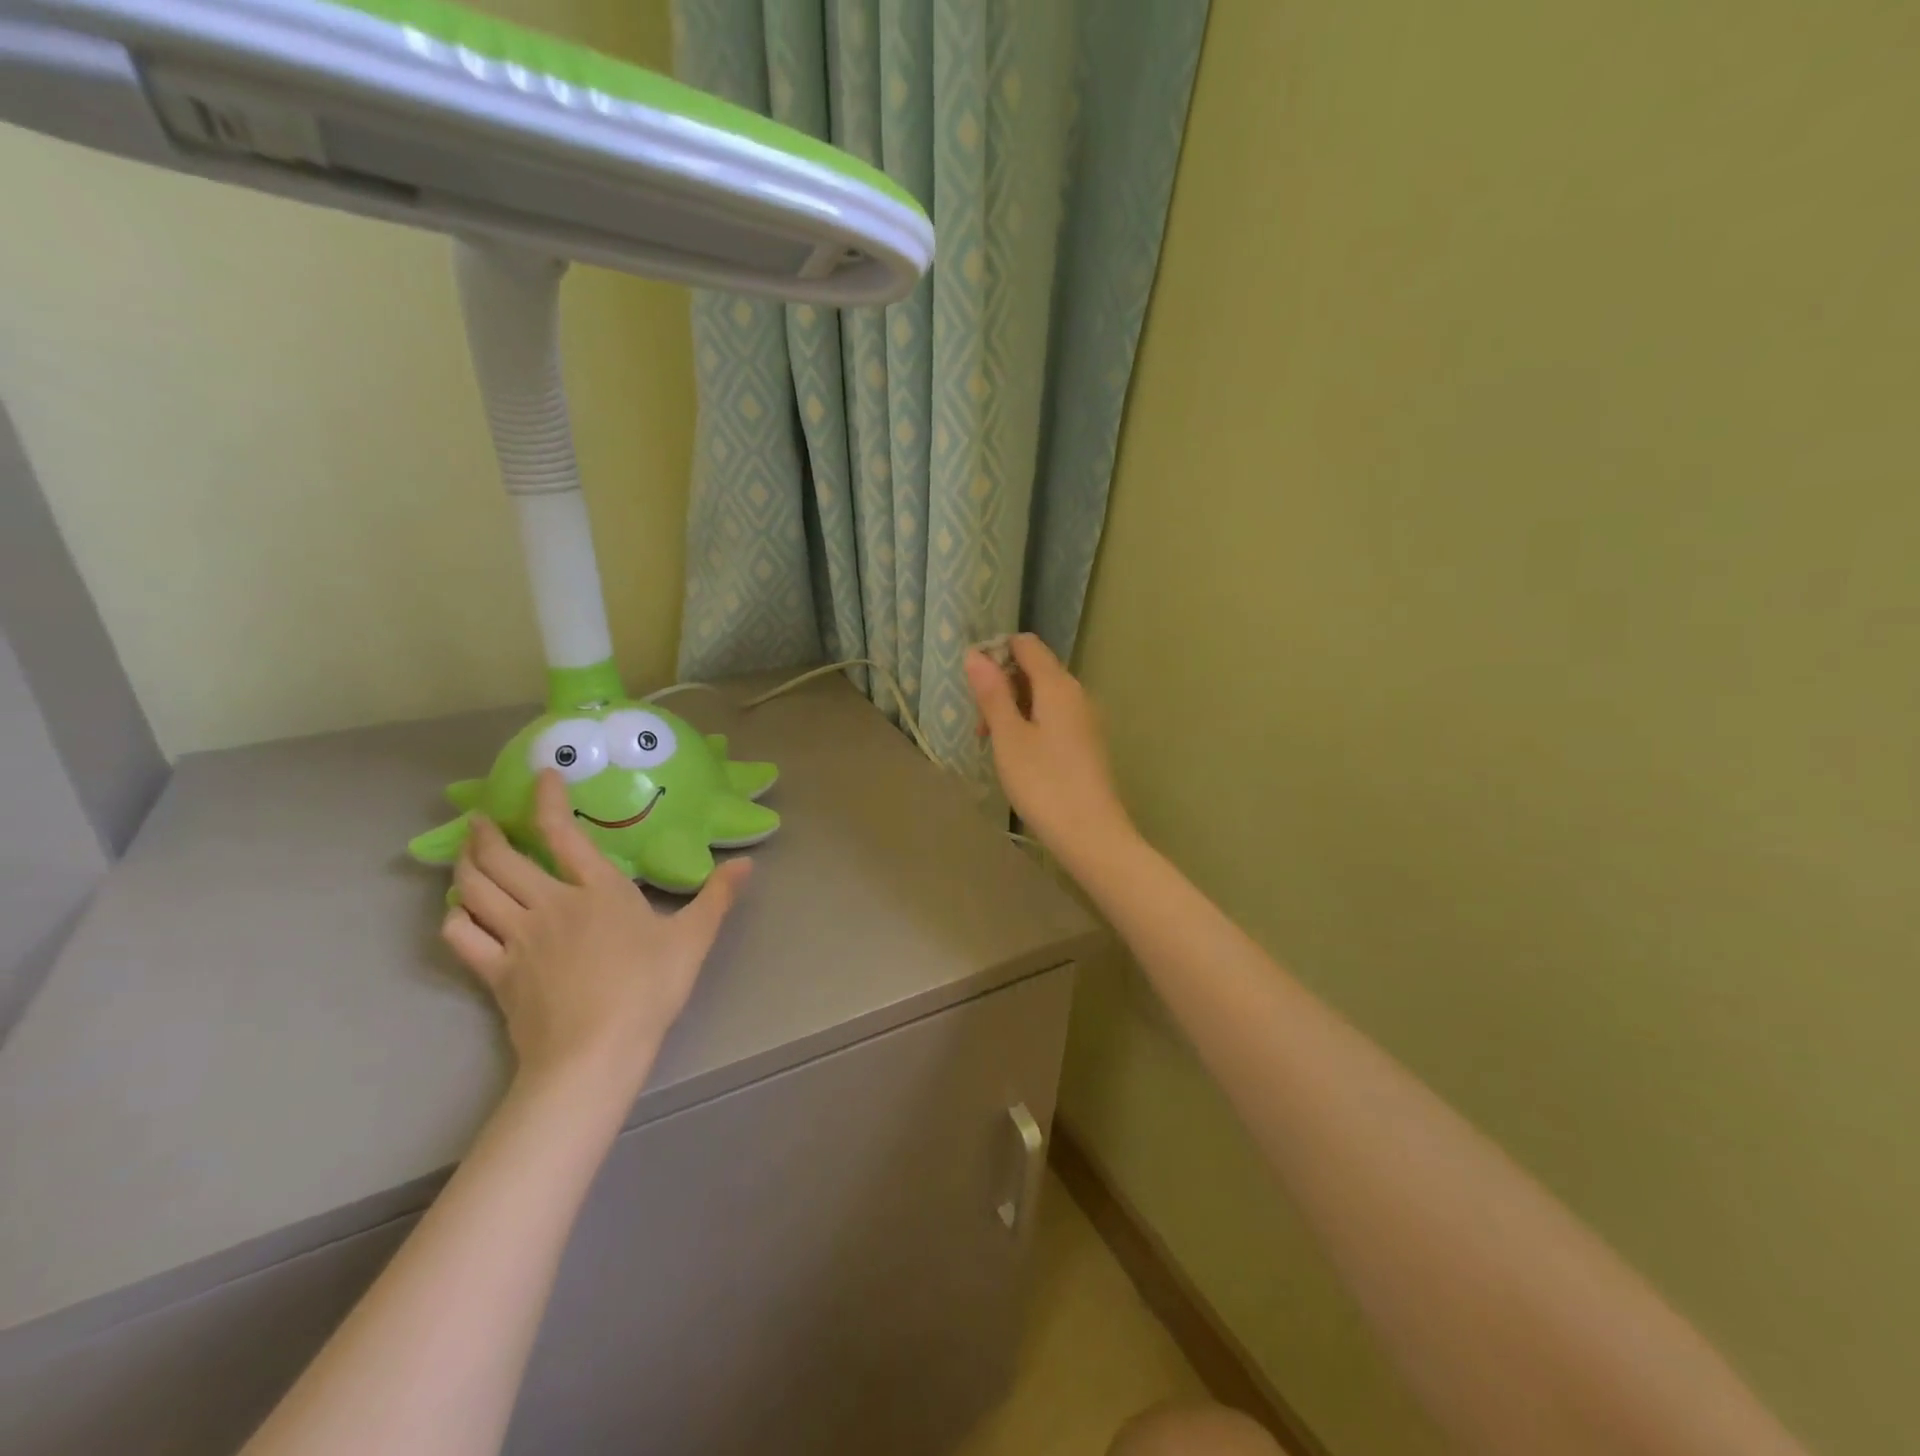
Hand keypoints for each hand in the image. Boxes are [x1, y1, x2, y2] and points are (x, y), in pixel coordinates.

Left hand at [441, 771, 750, 1096]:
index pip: (564, 833)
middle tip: (479, 818)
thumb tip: (747, 863)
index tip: (541, 775)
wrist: (596, 1050)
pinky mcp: (496, 973)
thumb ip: (717, 896)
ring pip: (475, 891)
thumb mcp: (693, 938)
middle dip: (487, 833)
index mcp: (598, 890)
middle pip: (503, 859)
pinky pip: (462, 937)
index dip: (548, 799)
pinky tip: (457, 913)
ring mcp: (518, 938)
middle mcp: (550, 904)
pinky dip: (454, 919)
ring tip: (462, 853)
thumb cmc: (648, 988)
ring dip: (463, 865)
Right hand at [964, 633, 1132, 857]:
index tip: (973, 685)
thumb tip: (976, 654)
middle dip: (1002, 687)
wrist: (1091, 834)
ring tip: (994, 745)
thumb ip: (992, 694)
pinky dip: (1031, 726)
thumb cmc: (1043, 782)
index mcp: (1058, 685)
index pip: (1026, 645)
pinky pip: (1054, 718)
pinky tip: (1018, 756)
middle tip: (980, 726)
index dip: (996, 653)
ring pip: (1043, 697)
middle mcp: (1076, 693)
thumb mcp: (1008, 737)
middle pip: (1035, 670)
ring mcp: (1085, 719)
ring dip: (1014, 710)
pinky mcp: (1087, 743)